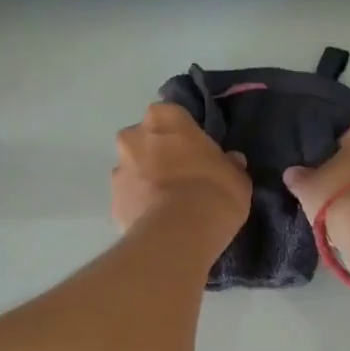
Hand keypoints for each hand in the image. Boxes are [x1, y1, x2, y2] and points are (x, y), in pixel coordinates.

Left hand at [112, 103, 250, 247]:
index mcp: (165, 118)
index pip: (172, 115)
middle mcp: (134, 136)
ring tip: (169, 205)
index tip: (196, 152)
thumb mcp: (237, 177)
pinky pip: (130, 199)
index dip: (184, 134)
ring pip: (133, 169)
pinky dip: (140, 206)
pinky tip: (158, 222)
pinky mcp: (112, 202)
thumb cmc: (214, 192)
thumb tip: (231, 161)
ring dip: (146, 181)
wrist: (179, 234)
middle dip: (159, 154)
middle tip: (182, 177)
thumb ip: (229, 164)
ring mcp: (118, 170)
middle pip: (145, 140)